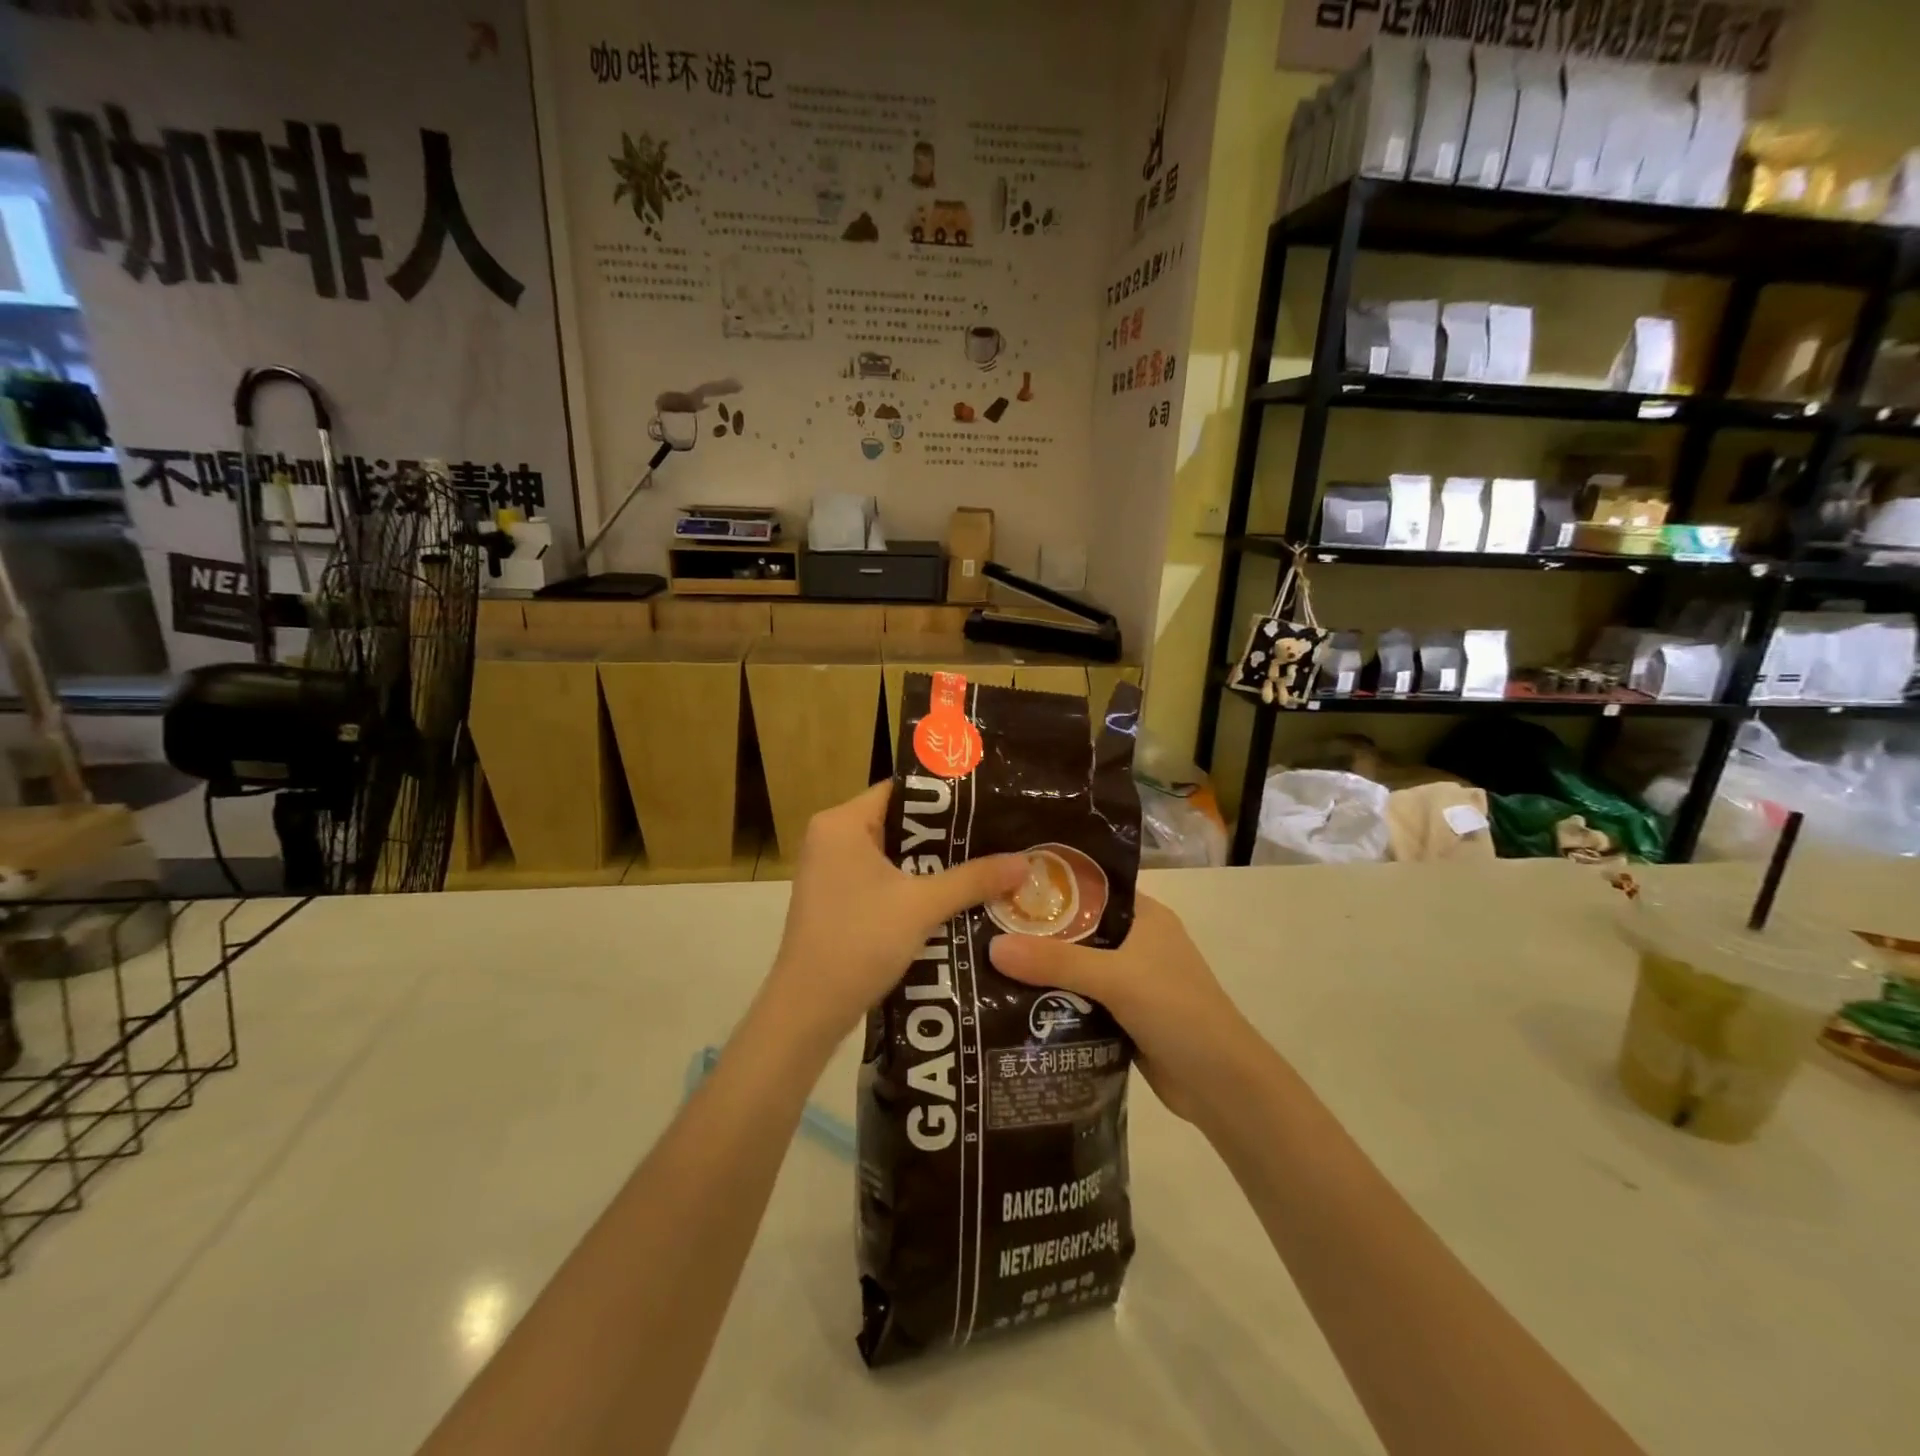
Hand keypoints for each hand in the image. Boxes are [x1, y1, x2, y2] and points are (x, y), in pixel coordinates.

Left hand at [765, 783, 1026, 1049]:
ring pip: (894, 854)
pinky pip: (883, 879)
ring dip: (934, 863)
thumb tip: (1026, 862)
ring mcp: (831, 871)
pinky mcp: (837, 900)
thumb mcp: (923, 905)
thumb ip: (974, 878)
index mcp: (842, 823)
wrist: (809, 1010)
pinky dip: (915, 884)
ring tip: (987, 861)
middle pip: (899, 822)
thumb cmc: (860, 940)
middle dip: (947, 833)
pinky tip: (955, 895)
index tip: (988, 801)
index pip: (901, 790)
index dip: (945, 796)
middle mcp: (832, 838)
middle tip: (997, 833)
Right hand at [989, 895, 1257, 1123]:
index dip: (1049, 886)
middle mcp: (1136, 942)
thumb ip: (1056, 962)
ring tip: (986, 962)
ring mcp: (1131, 981)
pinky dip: (1054, 1000)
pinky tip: (1013, 1002)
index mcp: (1144, 916)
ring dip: (1042, 969)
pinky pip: (1079, 999)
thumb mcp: (1116, 978)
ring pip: (1076, 966)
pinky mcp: (1123, 1015)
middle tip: (983, 927)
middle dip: (1036, 932)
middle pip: (1077, 929)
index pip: (1089, 888)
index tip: (1001, 886)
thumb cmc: (1177, 1011)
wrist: (1222, 1085)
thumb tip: (993, 947)